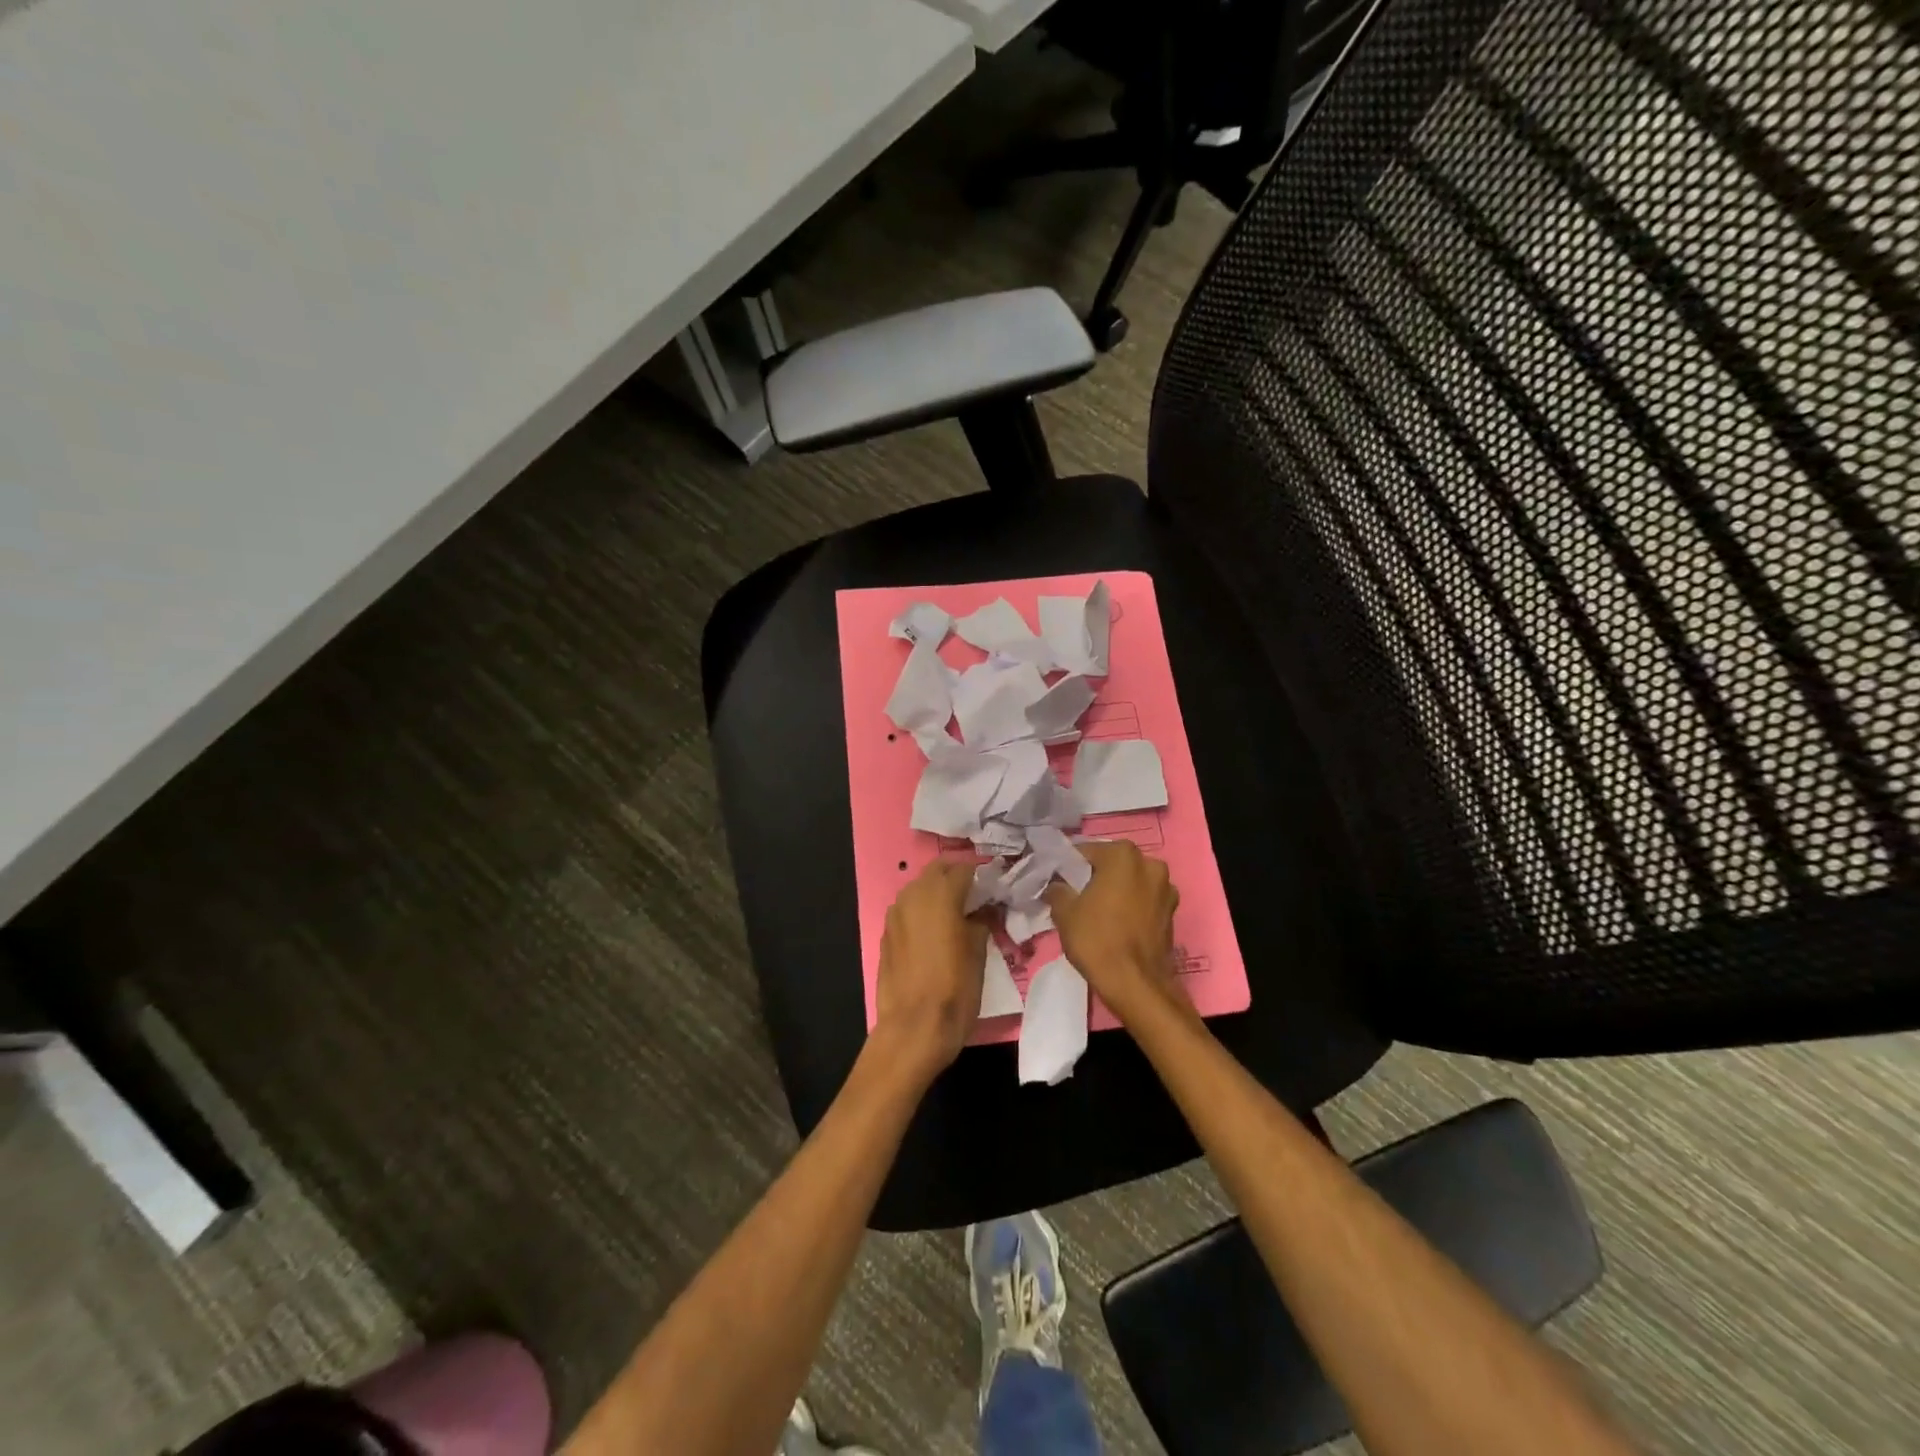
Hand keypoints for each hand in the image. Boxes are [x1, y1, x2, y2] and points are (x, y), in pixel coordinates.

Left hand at [873, 859, 986, 1076]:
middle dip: (956, 877)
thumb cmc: (955, 989)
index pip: (965, 869)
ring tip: (956, 914)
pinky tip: (934, 933)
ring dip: (936, 893)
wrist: (913, 1028)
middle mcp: (914, 895)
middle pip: (937, 871)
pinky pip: (907, 910)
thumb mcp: (979, 953)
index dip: (982, 877)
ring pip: (918, 888)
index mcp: (941, 893)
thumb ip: (982, 921)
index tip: (995, 889)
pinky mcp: (885, 933)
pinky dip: (921, 912)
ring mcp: (895, 913)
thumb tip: (985, 909)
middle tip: (976, 898)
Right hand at [1045, 841, 1185, 1025]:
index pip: (1086, 852)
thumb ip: (1057, 889)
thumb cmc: (1097, 939)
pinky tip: (1116, 925)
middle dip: (1095, 877)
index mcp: (1123, 855)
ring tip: (1096, 913)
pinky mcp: (1172, 913)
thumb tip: (1056, 885)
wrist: (1136, 984)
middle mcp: (1150, 864)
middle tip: (1075, 897)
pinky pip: (1143, 901)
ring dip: (1115, 892)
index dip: (1068, 867)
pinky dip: (1130, 907)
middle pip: (1112, 865)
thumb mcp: (1064, 911)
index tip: (1057, 883)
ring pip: (1130, 883)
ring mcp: (1166, 889)